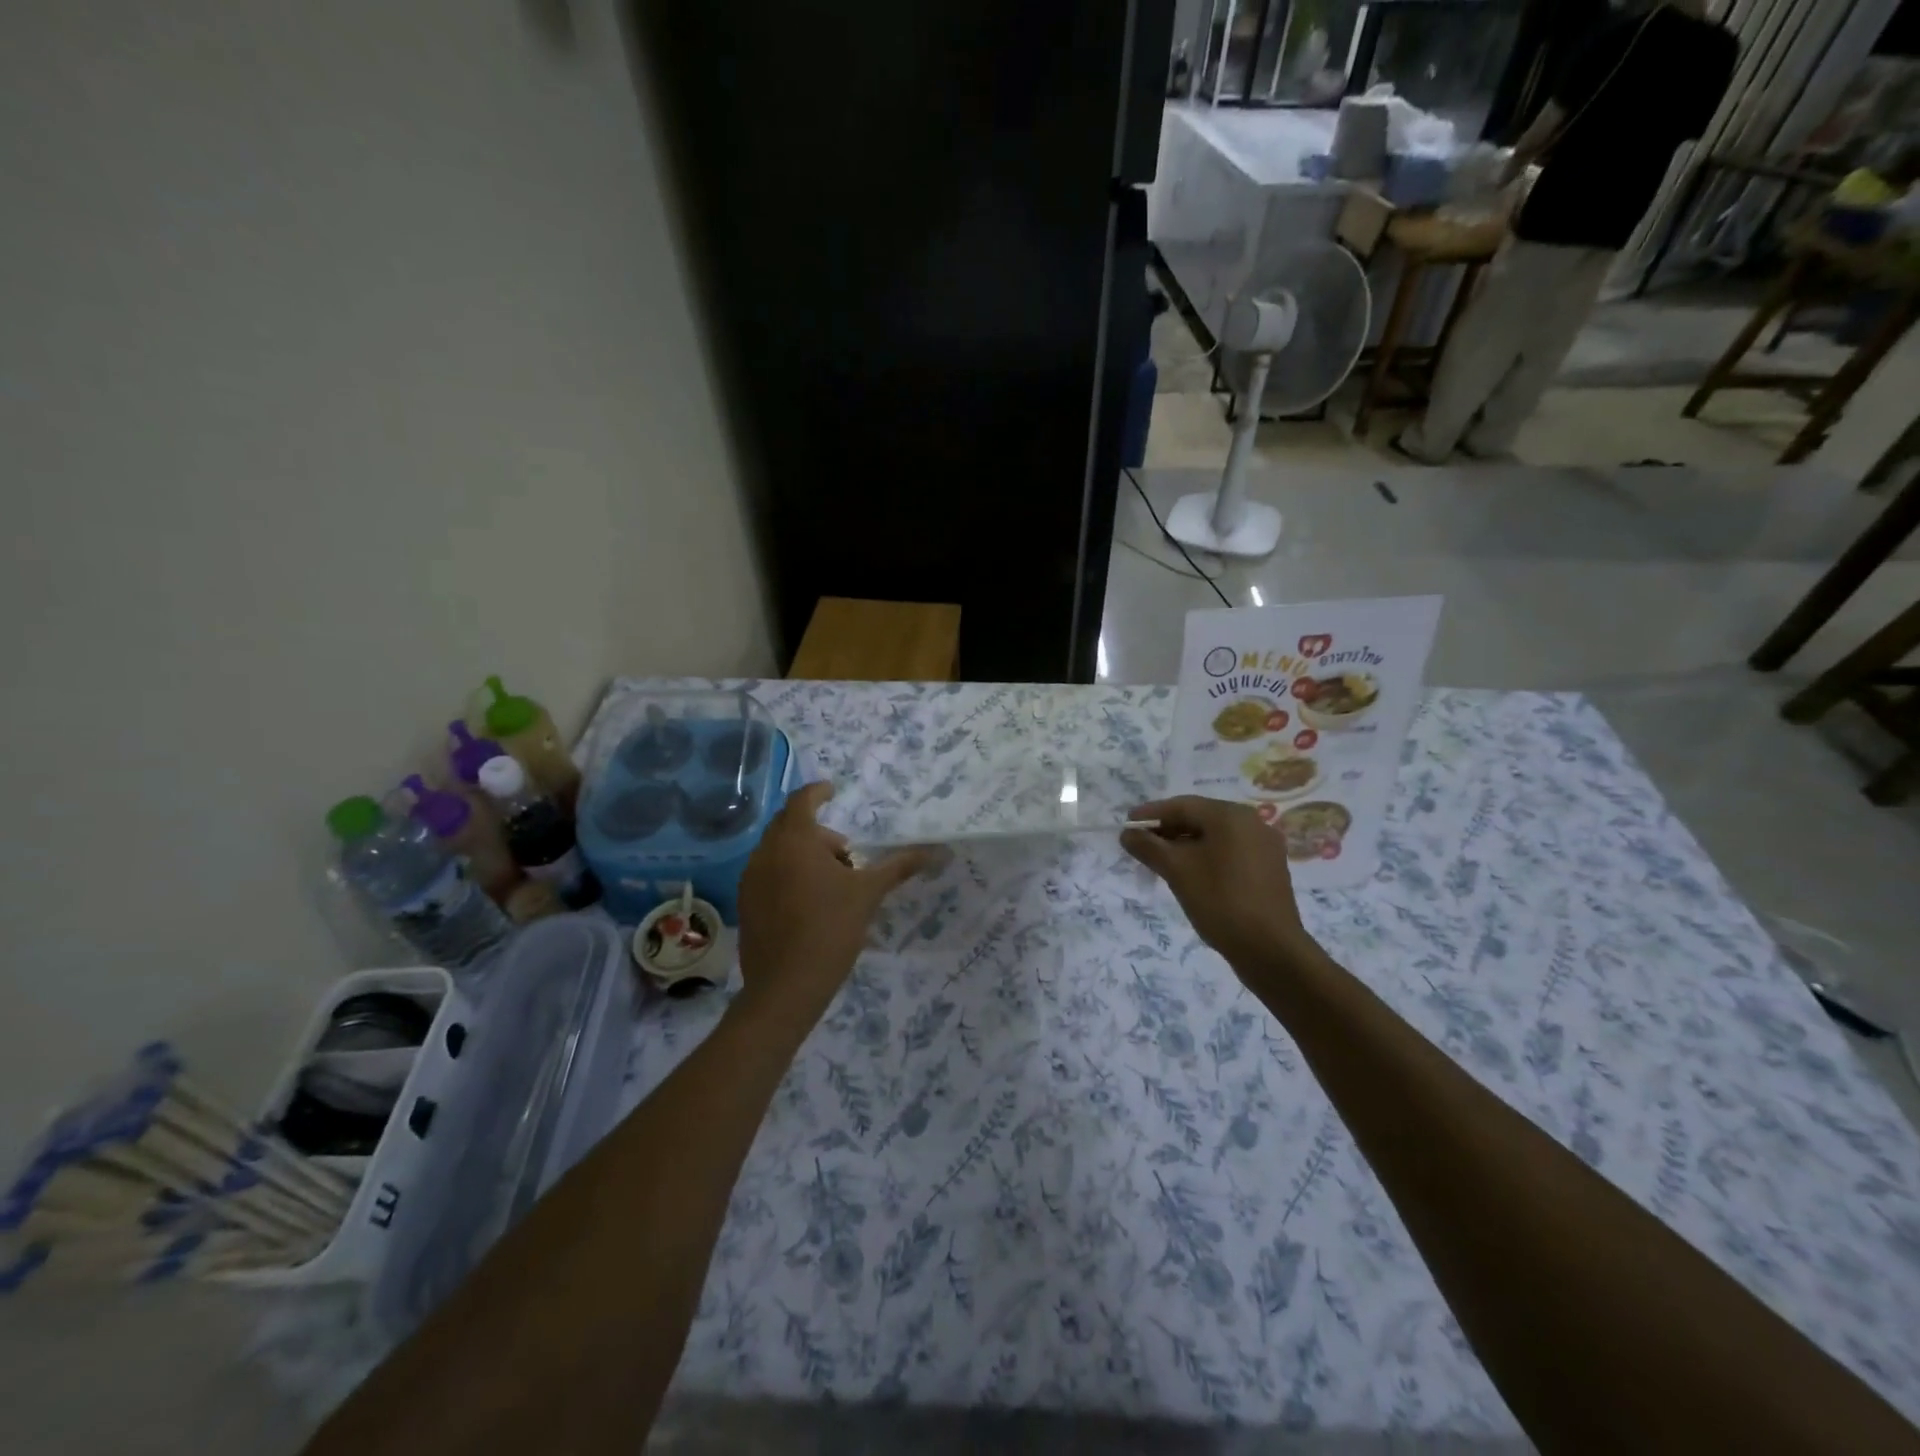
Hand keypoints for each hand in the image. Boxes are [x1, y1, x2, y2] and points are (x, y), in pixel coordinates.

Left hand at [734, 782, 934, 1029]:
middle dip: (817, 831)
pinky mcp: (745, 904)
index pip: (802, 799)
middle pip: (789, 824)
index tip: (833, 790)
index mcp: (794, 840)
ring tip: (832, 882)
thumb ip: (900, 866)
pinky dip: (787, 873)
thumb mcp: (869, 894)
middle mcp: (765, 852)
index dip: (818, 791)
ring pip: (777, 850)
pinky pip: (767, 873)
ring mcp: (750, 879)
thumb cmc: (830, 929)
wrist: (786, 987)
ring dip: (803, 853)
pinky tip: (809, 902)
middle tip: (845, 853)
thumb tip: (938, 850)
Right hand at [1120, 796, 1321, 974]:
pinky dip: (1205, 857)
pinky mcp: (1268, 869)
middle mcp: (1252, 823)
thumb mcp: (1176, 870)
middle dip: (1167, 830)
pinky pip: (1229, 853)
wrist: (1270, 949)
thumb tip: (1127, 834)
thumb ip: (1148, 847)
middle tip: (1139, 844)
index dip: (1150, 815)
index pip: (1182, 806)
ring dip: (1184, 845)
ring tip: (1159, 860)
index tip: (1126, 826)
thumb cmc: (1220, 901)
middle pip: (1200, 818)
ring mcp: (1264, 847)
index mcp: (1231, 816)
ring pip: (1214, 837)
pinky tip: (1189, 873)